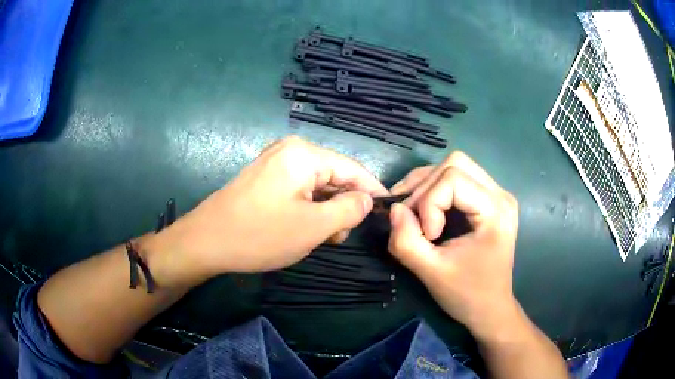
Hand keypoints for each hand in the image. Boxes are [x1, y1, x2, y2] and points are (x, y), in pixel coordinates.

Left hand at [151, 136, 387, 282]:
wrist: (205, 241)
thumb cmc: (260, 234)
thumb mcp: (314, 226)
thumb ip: (349, 210)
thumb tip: (366, 200)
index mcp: (304, 154)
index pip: (353, 168)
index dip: (373, 190)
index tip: (388, 209)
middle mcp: (290, 150)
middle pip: (334, 176)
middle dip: (344, 205)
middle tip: (341, 237)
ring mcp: (274, 163)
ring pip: (317, 185)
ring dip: (325, 210)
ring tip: (322, 238)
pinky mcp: (265, 178)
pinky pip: (298, 189)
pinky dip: (308, 208)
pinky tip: (305, 228)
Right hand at [387, 152, 519, 338]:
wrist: (490, 308)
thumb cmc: (467, 295)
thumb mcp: (432, 273)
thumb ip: (406, 241)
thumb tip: (393, 210)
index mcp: (496, 210)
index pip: (453, 179)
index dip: (428, 203)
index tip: (426, 236)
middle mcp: (500, 194)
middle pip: (455, 164)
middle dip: (424, 188)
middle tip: (409, 216)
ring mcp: (496, 195)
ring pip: (455, 166)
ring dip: (426, 185)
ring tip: (411, 210)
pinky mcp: (487, 201)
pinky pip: (457, 179)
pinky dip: (434, 188)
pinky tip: (423, 207)